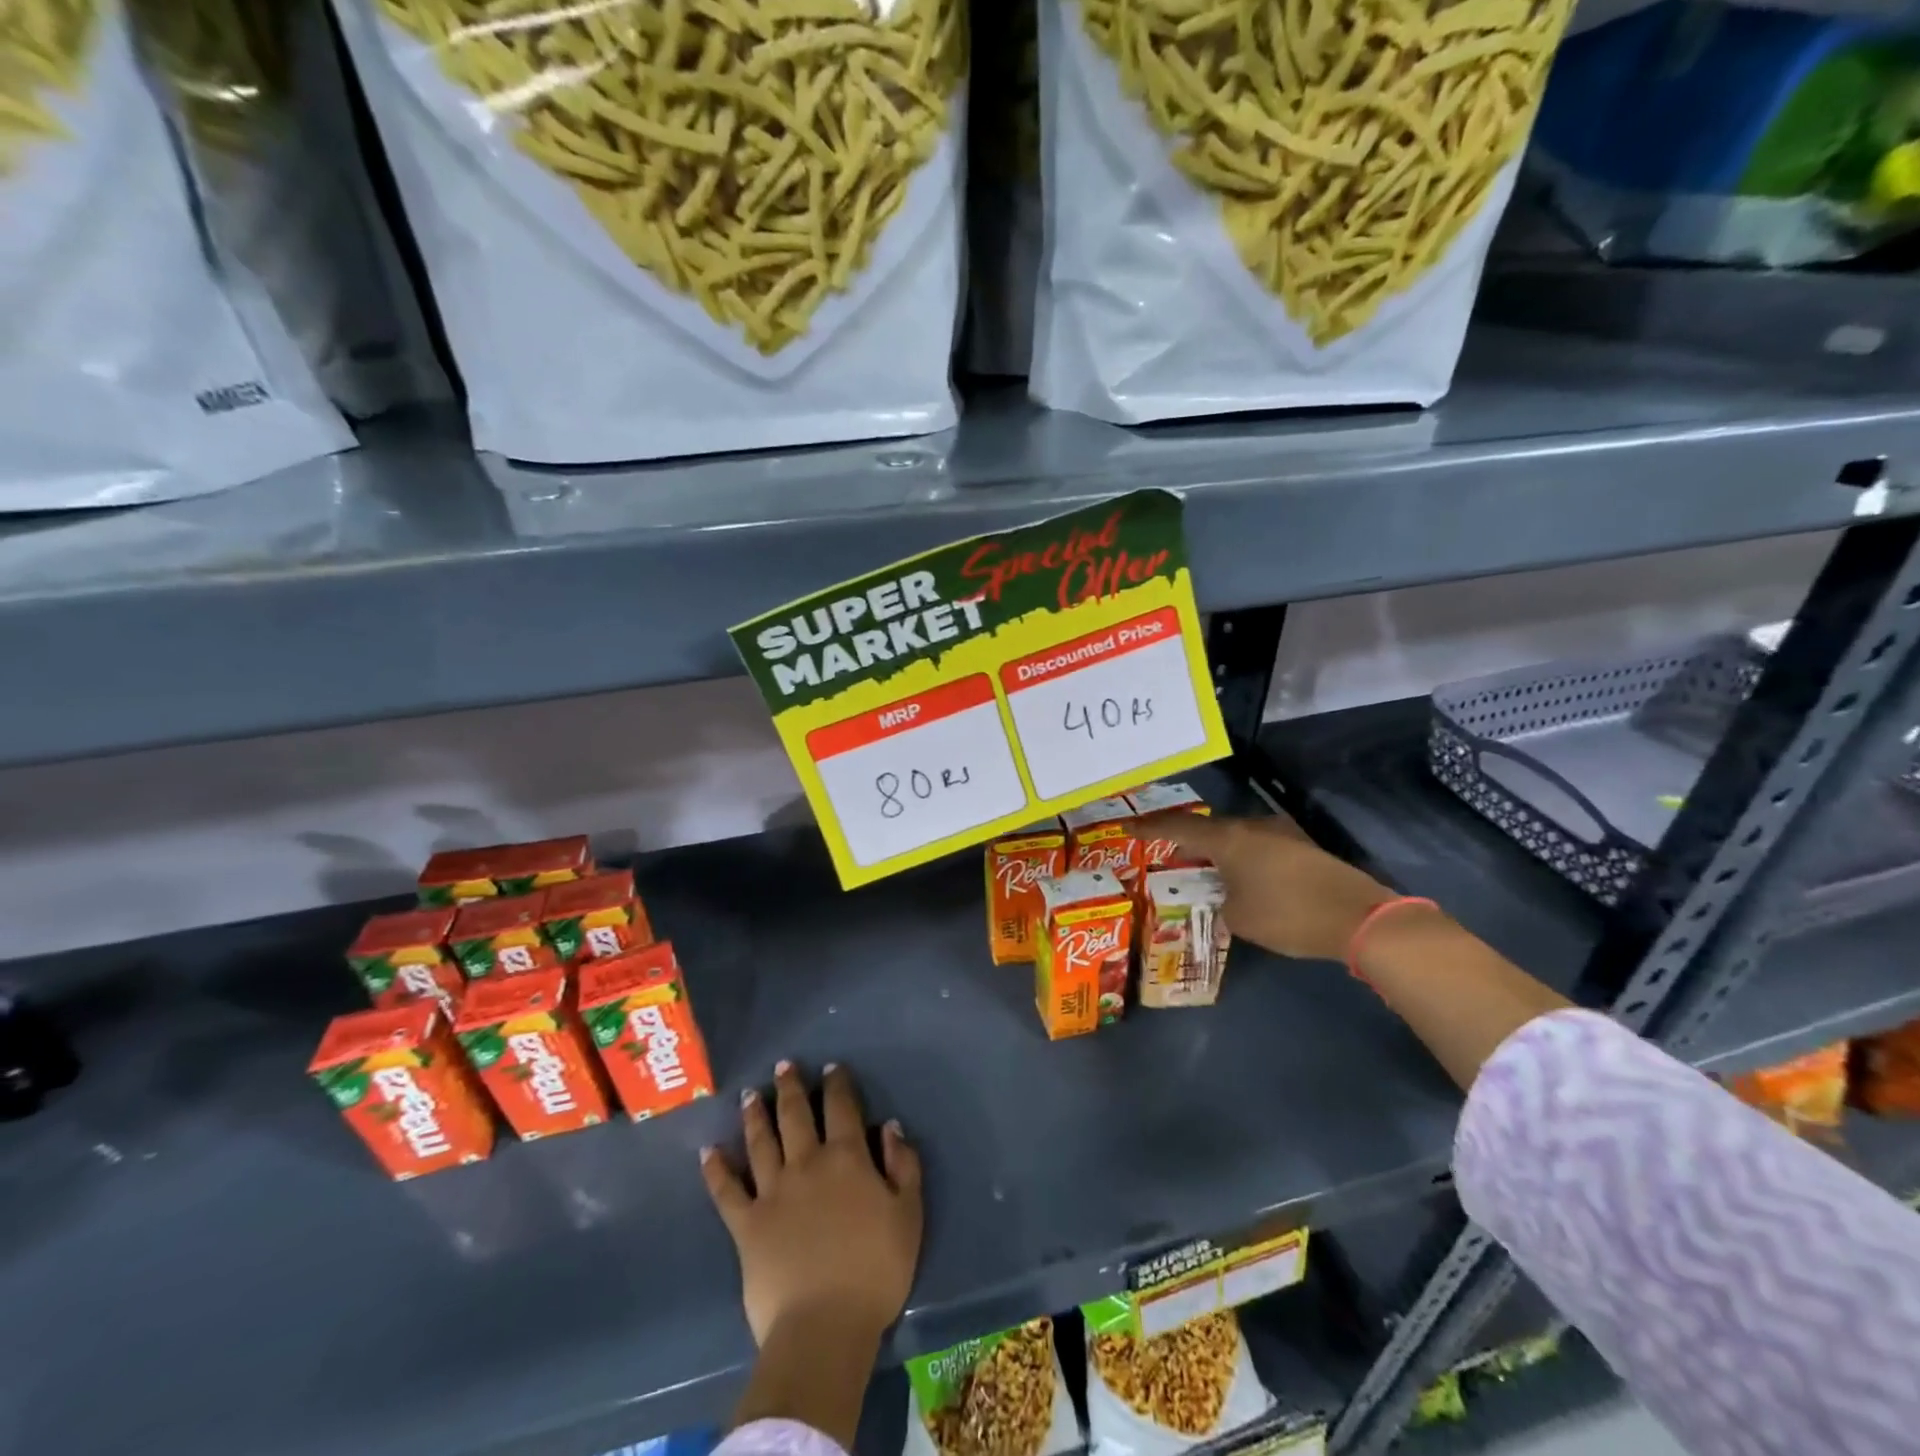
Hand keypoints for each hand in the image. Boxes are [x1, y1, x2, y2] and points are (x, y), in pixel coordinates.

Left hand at [701, 1060, 922, 1348]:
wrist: (824, 1327)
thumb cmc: (875, 1271)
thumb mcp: (908, 1215)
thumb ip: (902, 1165)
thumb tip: (889, 1126)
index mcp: (846, 1158)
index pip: (841, 1108)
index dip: (837, 1084)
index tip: (831, 1067)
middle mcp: (806, 1163)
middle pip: (795, 1115)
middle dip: (791, 1087)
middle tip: (783, 1066)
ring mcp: (772, 1192)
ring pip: (760, 1142)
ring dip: (755, 1115)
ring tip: (750, 1094)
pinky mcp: (745, 1225)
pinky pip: (727, 1191)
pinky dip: (716, 1169)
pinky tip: (708, 1151)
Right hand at [1138, 810, 1396, 962]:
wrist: (1358, 917)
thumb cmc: (1287, 915)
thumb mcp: (1238, 917)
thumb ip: (1219, 901)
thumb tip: (1223, 895)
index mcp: (1228, 840)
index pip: (1178, 828)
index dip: (1150, 828)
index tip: (1126, 826)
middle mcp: (1252, 828)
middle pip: (1208, 829)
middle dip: (1185, 841)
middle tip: (1167, 852)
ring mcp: (1281, 834)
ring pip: (1236, 837)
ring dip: (1217, 851)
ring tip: (1202, 868)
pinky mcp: (1302, 848)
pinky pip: (1257, 847)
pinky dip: (1241, 859)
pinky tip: (1240, 877)